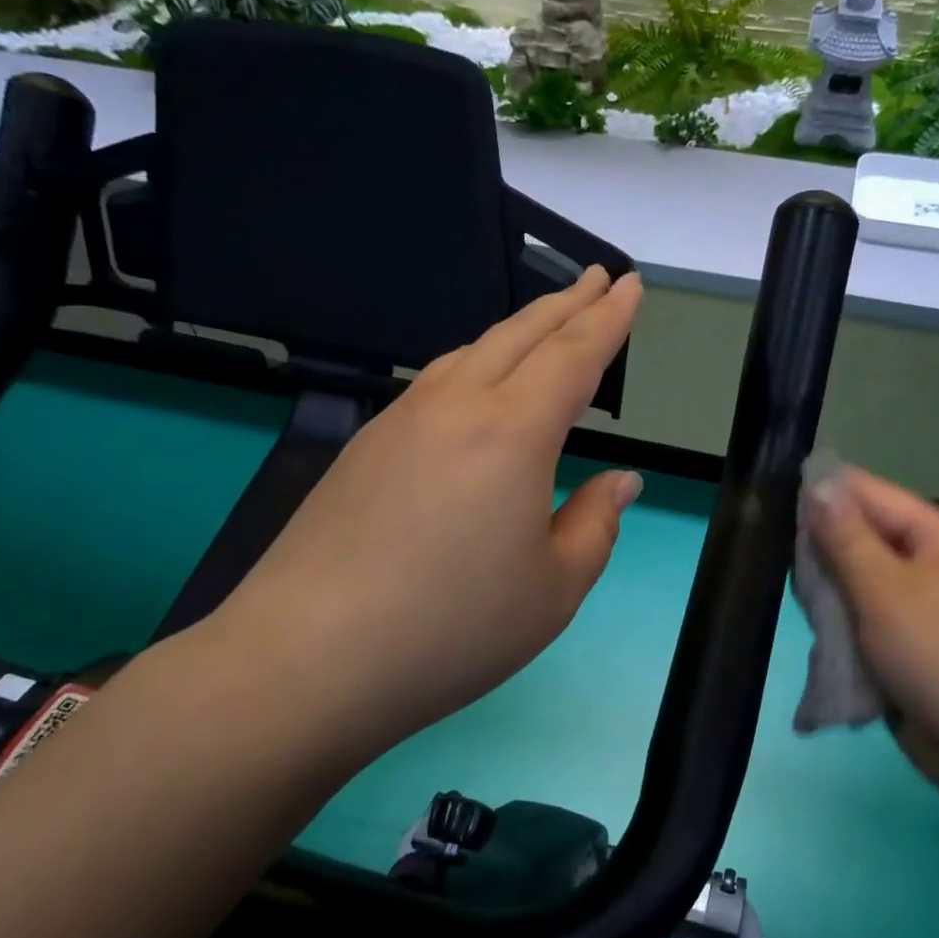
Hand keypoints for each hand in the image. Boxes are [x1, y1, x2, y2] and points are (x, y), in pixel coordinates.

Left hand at [202, 267, 644, 769]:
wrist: (308, 659)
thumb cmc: (454, 628)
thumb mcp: (556, 589)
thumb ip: (596, 524)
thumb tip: (619, 480)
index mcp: (513, 433)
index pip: (574, 355)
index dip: (609, 317)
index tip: (630, 284)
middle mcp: (455, 407)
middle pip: (521, 335)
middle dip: (567, 303)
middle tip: (598, 278)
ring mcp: (401, 422)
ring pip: (471, 353)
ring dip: (518, 331)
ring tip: (547, 326)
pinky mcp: (364, 448)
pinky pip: (435, 383)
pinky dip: (475, 365)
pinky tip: (477, 388)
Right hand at [806, 467, 938, 793]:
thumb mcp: (884, 590)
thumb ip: (846, 537)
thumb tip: (818, 482)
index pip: (874, 495)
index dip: (827, 493)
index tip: (774, 497)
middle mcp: (937, 564)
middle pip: (868, 537)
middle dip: (825, 547)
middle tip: (779, 558)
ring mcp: (928, 606)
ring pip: (864, 581)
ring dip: (832, 589)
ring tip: (796, 596)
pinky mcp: (915, 644)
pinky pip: (870, 616)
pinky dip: (845, 620)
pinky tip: (818, 627)